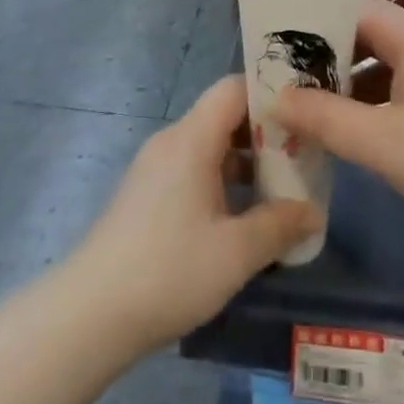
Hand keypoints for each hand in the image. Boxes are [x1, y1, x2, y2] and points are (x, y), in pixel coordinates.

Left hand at [70, 76, 321, 350]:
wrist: (89, 315)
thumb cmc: (168, 271)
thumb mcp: (236, 252)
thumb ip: (280, 226)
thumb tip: (314, 212)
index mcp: (192, 139)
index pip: (234, 88)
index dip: (271, 94)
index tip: (306, 115)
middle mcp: (172, 142)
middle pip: (224, 116)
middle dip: (266, 134)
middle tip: (304, 157)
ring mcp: (155, 169)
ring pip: (210, 147)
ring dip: (246, 162)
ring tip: (282, 190)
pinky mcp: (146, 196)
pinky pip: (193, 170)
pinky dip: (223, 181)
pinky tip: (243, 218)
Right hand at [275, 0, 403, 235]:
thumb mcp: (382, 143)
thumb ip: (325, 119)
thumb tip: (276, 99)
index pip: (350, 7)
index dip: (311, 24)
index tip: (276, 48)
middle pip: (366, 32)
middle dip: (326, 57)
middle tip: (285, 80)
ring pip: (385, 59)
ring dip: (350, 80)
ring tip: (311, 106)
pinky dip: (377, 96)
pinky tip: (358, 126)